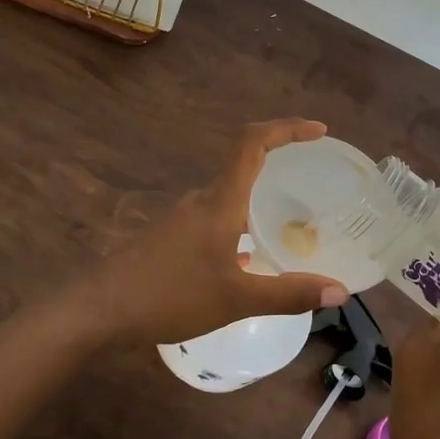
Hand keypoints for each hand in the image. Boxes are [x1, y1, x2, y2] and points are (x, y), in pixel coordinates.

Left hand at [78, 119, 349, 345]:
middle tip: (316, 181)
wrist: (99, 309)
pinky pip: (217, 218)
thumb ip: (288, 294)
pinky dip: (242, 224)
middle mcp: (202, 200)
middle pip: (244, 164)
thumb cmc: (169, 294)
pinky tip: (251, 258)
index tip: (319, 131)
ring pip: (230, 196)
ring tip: (291, 222)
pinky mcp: (173, 238)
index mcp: (219, 201)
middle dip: (281, 164)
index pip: (252, 142)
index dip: (286, 128)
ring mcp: (184, 219)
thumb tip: (340, 291)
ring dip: (260, 198)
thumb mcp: (236, 299)